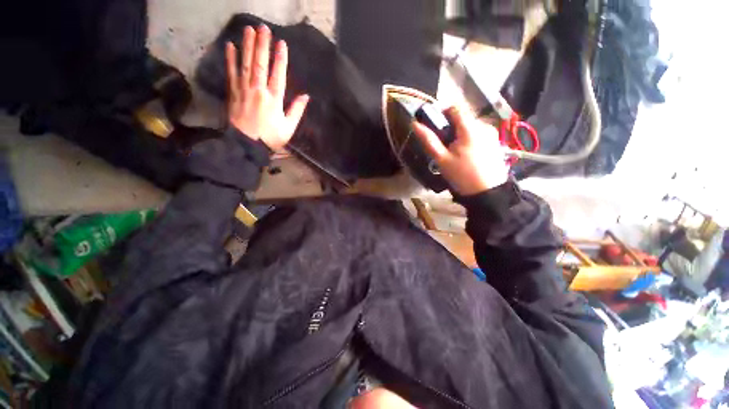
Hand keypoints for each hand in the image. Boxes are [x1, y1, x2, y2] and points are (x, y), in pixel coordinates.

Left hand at [226, 25, 308, 149]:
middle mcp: (259, 91)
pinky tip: (231, 46)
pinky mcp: (233, 92)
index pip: (278, 75)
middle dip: (262, 45)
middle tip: (263, 27)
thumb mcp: (289, 128)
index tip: (281, 43)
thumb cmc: (271, 138)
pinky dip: (231, 59)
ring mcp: (244, 90)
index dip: (280, 59)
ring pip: (246, 64)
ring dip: (248, 46)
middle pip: (261, 64)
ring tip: (249, 29)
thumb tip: (306, 97)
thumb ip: (297, 111)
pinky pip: (231, 73)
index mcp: (274, 100)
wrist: (247, 145)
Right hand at [412, 106, 508, 195]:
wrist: (487, 192)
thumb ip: (429, 140)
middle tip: (445, 145)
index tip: (436, 126)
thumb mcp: (441, 159)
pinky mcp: (496, 141)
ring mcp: (492, 133)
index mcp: (470, 128)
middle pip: (463, 117)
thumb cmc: (461, 175)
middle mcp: (484, 125)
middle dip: (452, 127)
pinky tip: (468, 154)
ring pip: (471, 125)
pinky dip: (471, 139)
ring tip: (456, 152)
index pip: (455, 108)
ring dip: (461, 133)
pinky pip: (479, 133)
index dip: (443, 113)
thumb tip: (415, 124)